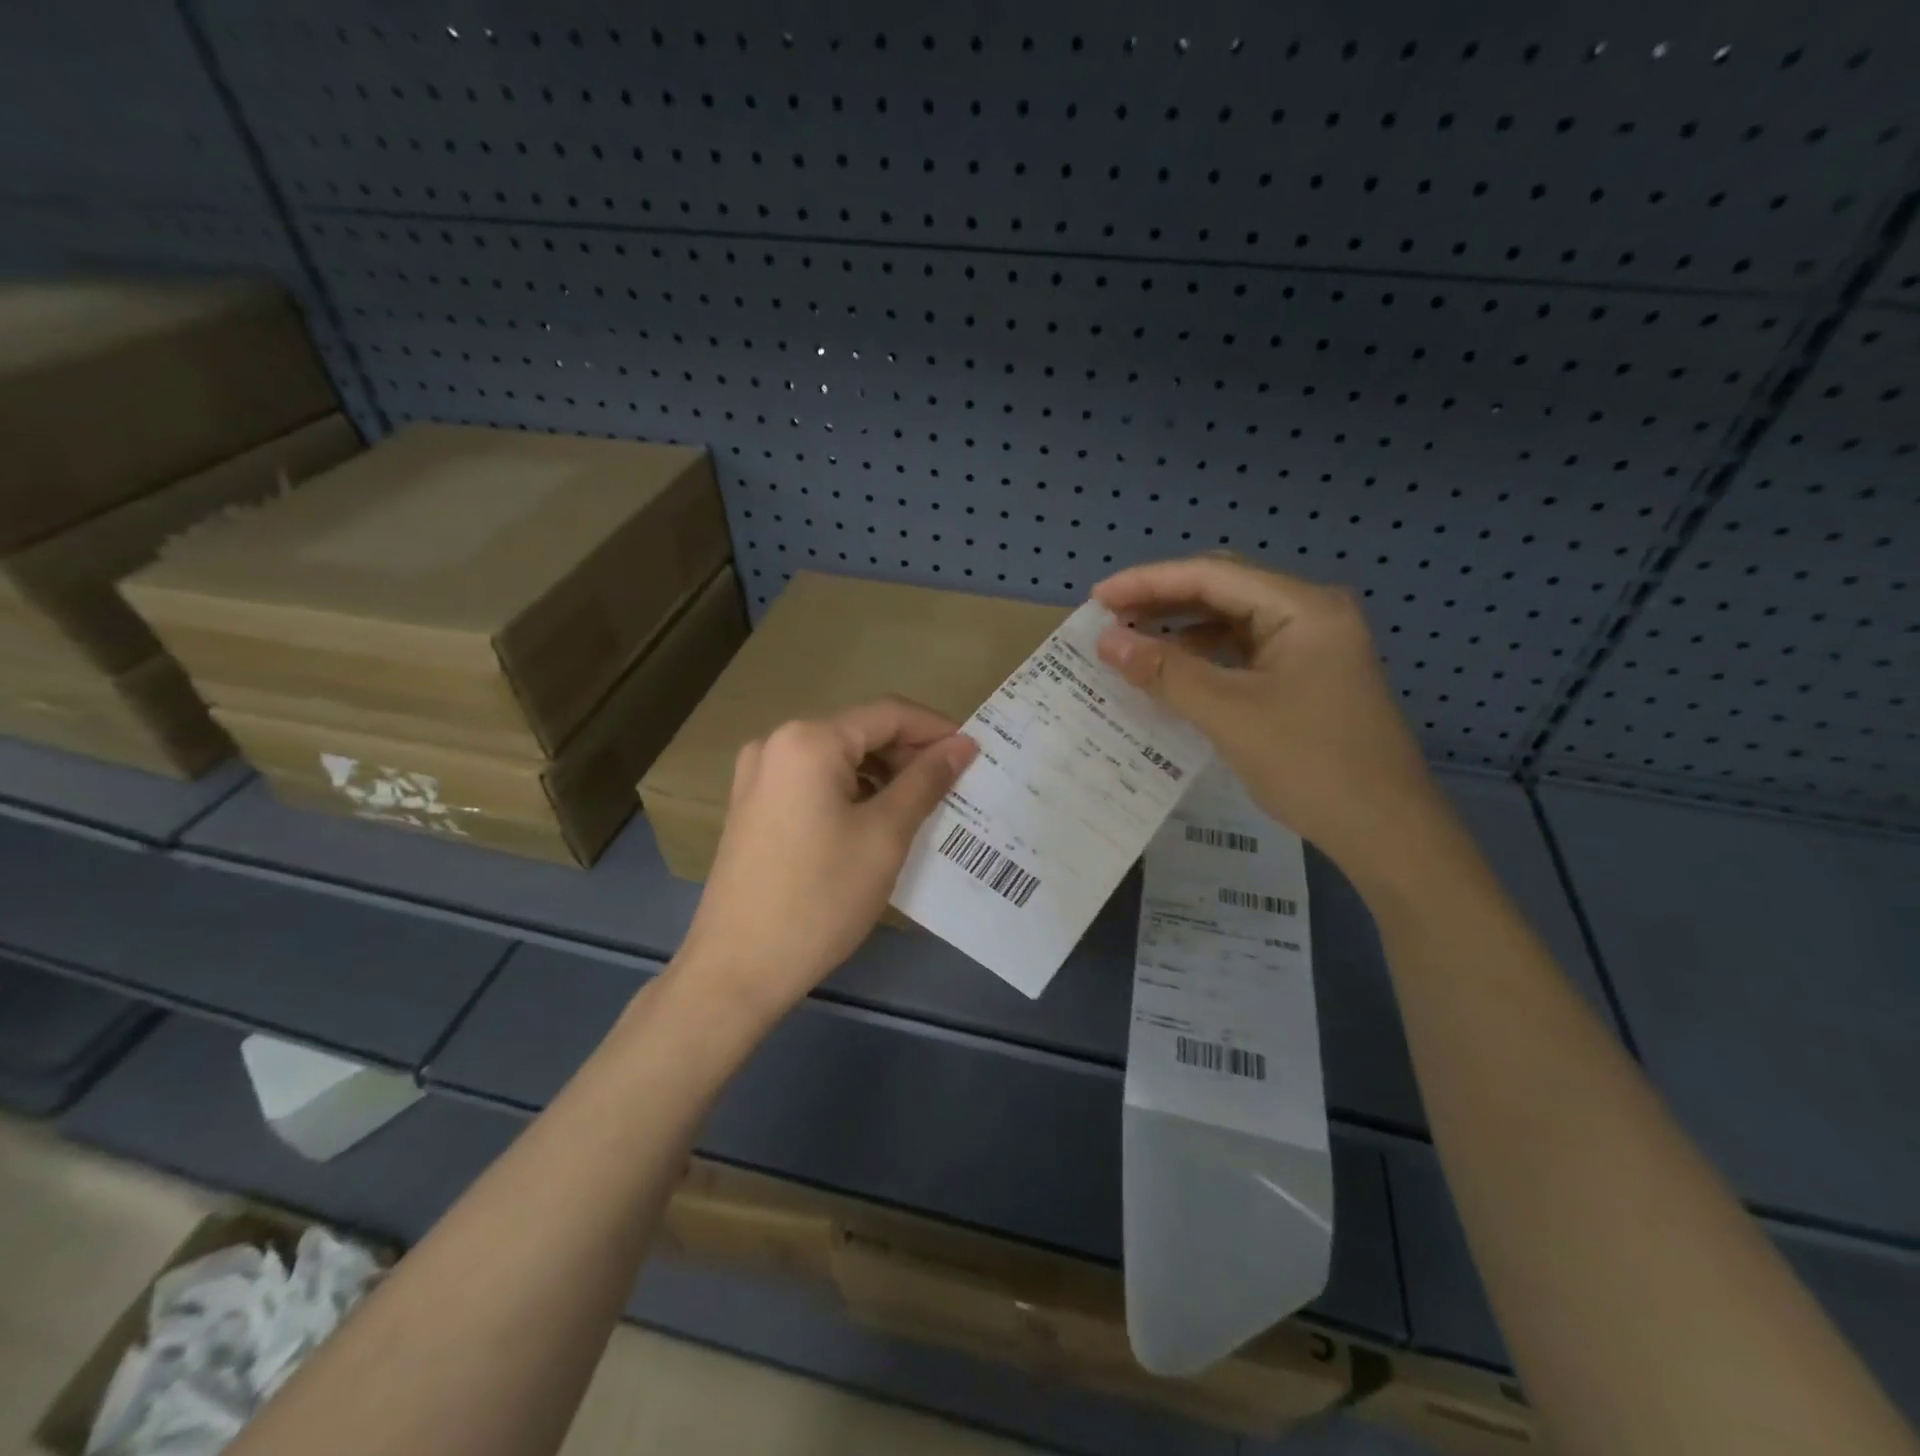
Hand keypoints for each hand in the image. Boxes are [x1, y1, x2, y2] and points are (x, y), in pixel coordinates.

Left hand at [674, 697, 977, 1026]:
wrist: (738, 968)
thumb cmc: (821, 897)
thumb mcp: (885, 835)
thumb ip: (926, 781)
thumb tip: (961, 745)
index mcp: (809, 740)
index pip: (888, 714)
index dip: (936, 730)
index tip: (975, 755)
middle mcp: (776, 743)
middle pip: (860, 732)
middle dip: (909, 755)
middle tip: (952, 788)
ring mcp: (758, 774)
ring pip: (837, 758)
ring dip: (881, 775)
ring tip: (920, 808)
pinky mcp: (752, 805)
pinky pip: (813, 781)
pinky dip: (851, 792)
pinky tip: (875, 822)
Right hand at [1092, 557, 1448, 887]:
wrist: (1385, 830)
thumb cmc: (1310, 763)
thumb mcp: (1228, 714)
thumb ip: (1165, 672)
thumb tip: (1106, 641)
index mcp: (1302, 608)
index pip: (1212, 575)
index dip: (1148, 582)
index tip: (1097, 598)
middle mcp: (1309, 614)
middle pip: (1223, 590)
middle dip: (1163, 600)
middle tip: (1109, 618)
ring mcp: (1310, 647)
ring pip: (1231, 622)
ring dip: (1180, 629)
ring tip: (1130, 643)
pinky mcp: (1305, 677)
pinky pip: (1242, 653)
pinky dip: (1203, 658)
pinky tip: (1171, 673)